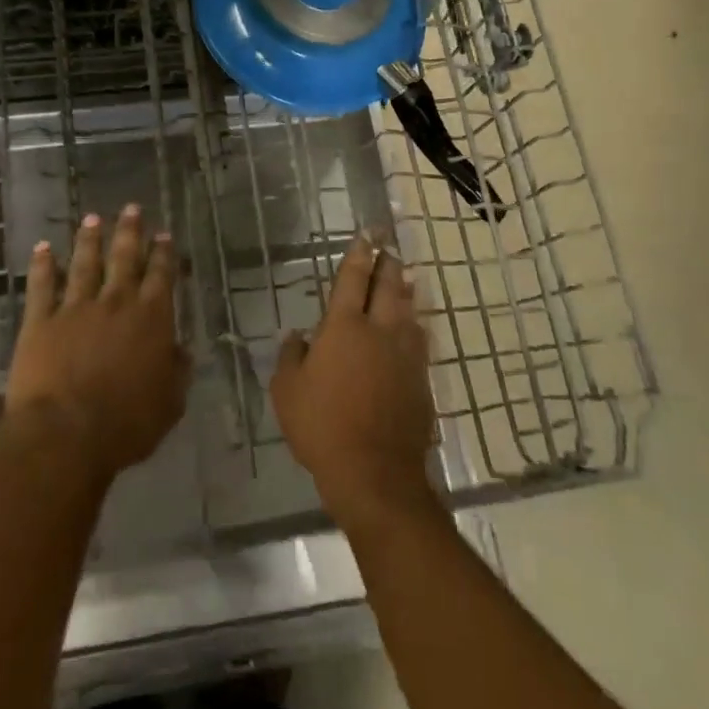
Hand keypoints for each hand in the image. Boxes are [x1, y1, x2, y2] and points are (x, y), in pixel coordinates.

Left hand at [5, 206, 187, 483]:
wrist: (66, 433)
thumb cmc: (126, 424)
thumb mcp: (170, 403)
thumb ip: (177, 371)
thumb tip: (181, 349)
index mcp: (151, 318)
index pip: (161, 276)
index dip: (164, 253)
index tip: (164, 234)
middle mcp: (116, 302)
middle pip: (124, 258)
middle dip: (129, 232)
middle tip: (130, 208)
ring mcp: (76, 307)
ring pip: (85, 263)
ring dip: (89, 240)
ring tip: (92, 219)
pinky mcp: (41, 320)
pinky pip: (42, 285)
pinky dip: (42, 265)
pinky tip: (42, 247)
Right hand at [271, 235, 437, 529]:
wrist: (374, 472)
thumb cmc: (321, 426)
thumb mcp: (287, 392)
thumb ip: (291, 357)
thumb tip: (297, 336)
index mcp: (344, 327)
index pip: (353, 279)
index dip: (359, 255)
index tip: (366, 236)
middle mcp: (380, 331)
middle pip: (388, 287)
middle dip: (387, 264)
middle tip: (388, 248)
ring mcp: (406, 355)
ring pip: (409, 311)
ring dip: (404, 290)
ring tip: (404, 278)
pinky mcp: (421, 379)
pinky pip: (419, 340)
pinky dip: (414, 325)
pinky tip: (413, 326)